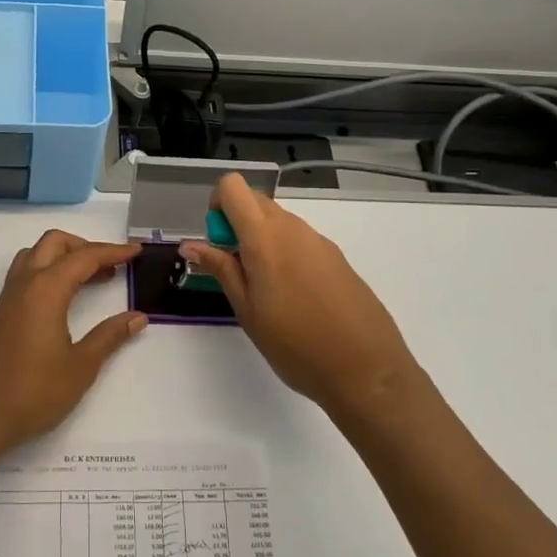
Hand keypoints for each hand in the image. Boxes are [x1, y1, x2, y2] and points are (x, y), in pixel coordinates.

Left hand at [0, 230, 147, 450]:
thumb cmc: (34, 391)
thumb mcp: (81, 366)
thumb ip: (110, 336)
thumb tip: (137, 317)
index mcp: (46, 290)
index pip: (84, 257)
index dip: (113, 252)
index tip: (136, 252)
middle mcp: (25, 283)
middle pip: (54, 243)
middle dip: (85, 246)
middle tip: (112, 266)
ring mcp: (9, 297)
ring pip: (36, 254)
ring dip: (64, 255)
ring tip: (90, 278)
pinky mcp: (2, 312)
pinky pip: (26, 272)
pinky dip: (49, 270)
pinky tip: (64, 297)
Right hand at [180, 174, 426, 419]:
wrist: (366, 370)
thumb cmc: (295, 345)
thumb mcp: (247, 310)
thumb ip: (220, 268)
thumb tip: (190, 244)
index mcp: (265, 237)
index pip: (233, 186)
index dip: (218, 206)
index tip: (219, 243)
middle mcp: (294, 228)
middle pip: (256, 201)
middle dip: (237, 224)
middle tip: (237, 271)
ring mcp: (319, 241)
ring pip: (279, 221)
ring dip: (261, 240)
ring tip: (266, 290)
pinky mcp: (337, 257)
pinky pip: (300, 240)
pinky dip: (286, 253)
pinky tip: (295, 297)